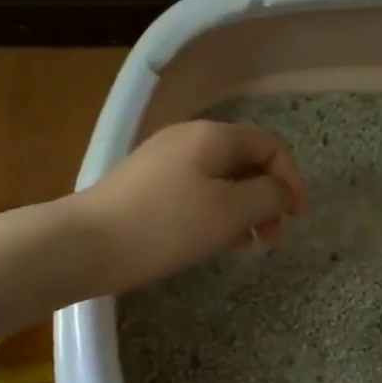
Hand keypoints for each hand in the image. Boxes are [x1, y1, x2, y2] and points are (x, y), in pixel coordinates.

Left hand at [77, 120, 307, 292]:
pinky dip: (216, 213)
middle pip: (245, 161)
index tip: (297, 217)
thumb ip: (268, 196)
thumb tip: (283, 191)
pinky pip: (197, 191)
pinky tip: (216, 243)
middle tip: (273, 237)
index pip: (270, 146)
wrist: (84, 244)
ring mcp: (165, 161)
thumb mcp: (230, 212)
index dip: (292, 178)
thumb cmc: (166, 225)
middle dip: (267, 197)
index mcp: (213, 136)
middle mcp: (190, 139)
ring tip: (247, 246)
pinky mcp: (147, 185)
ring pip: (221, 180)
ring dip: (243, 210)